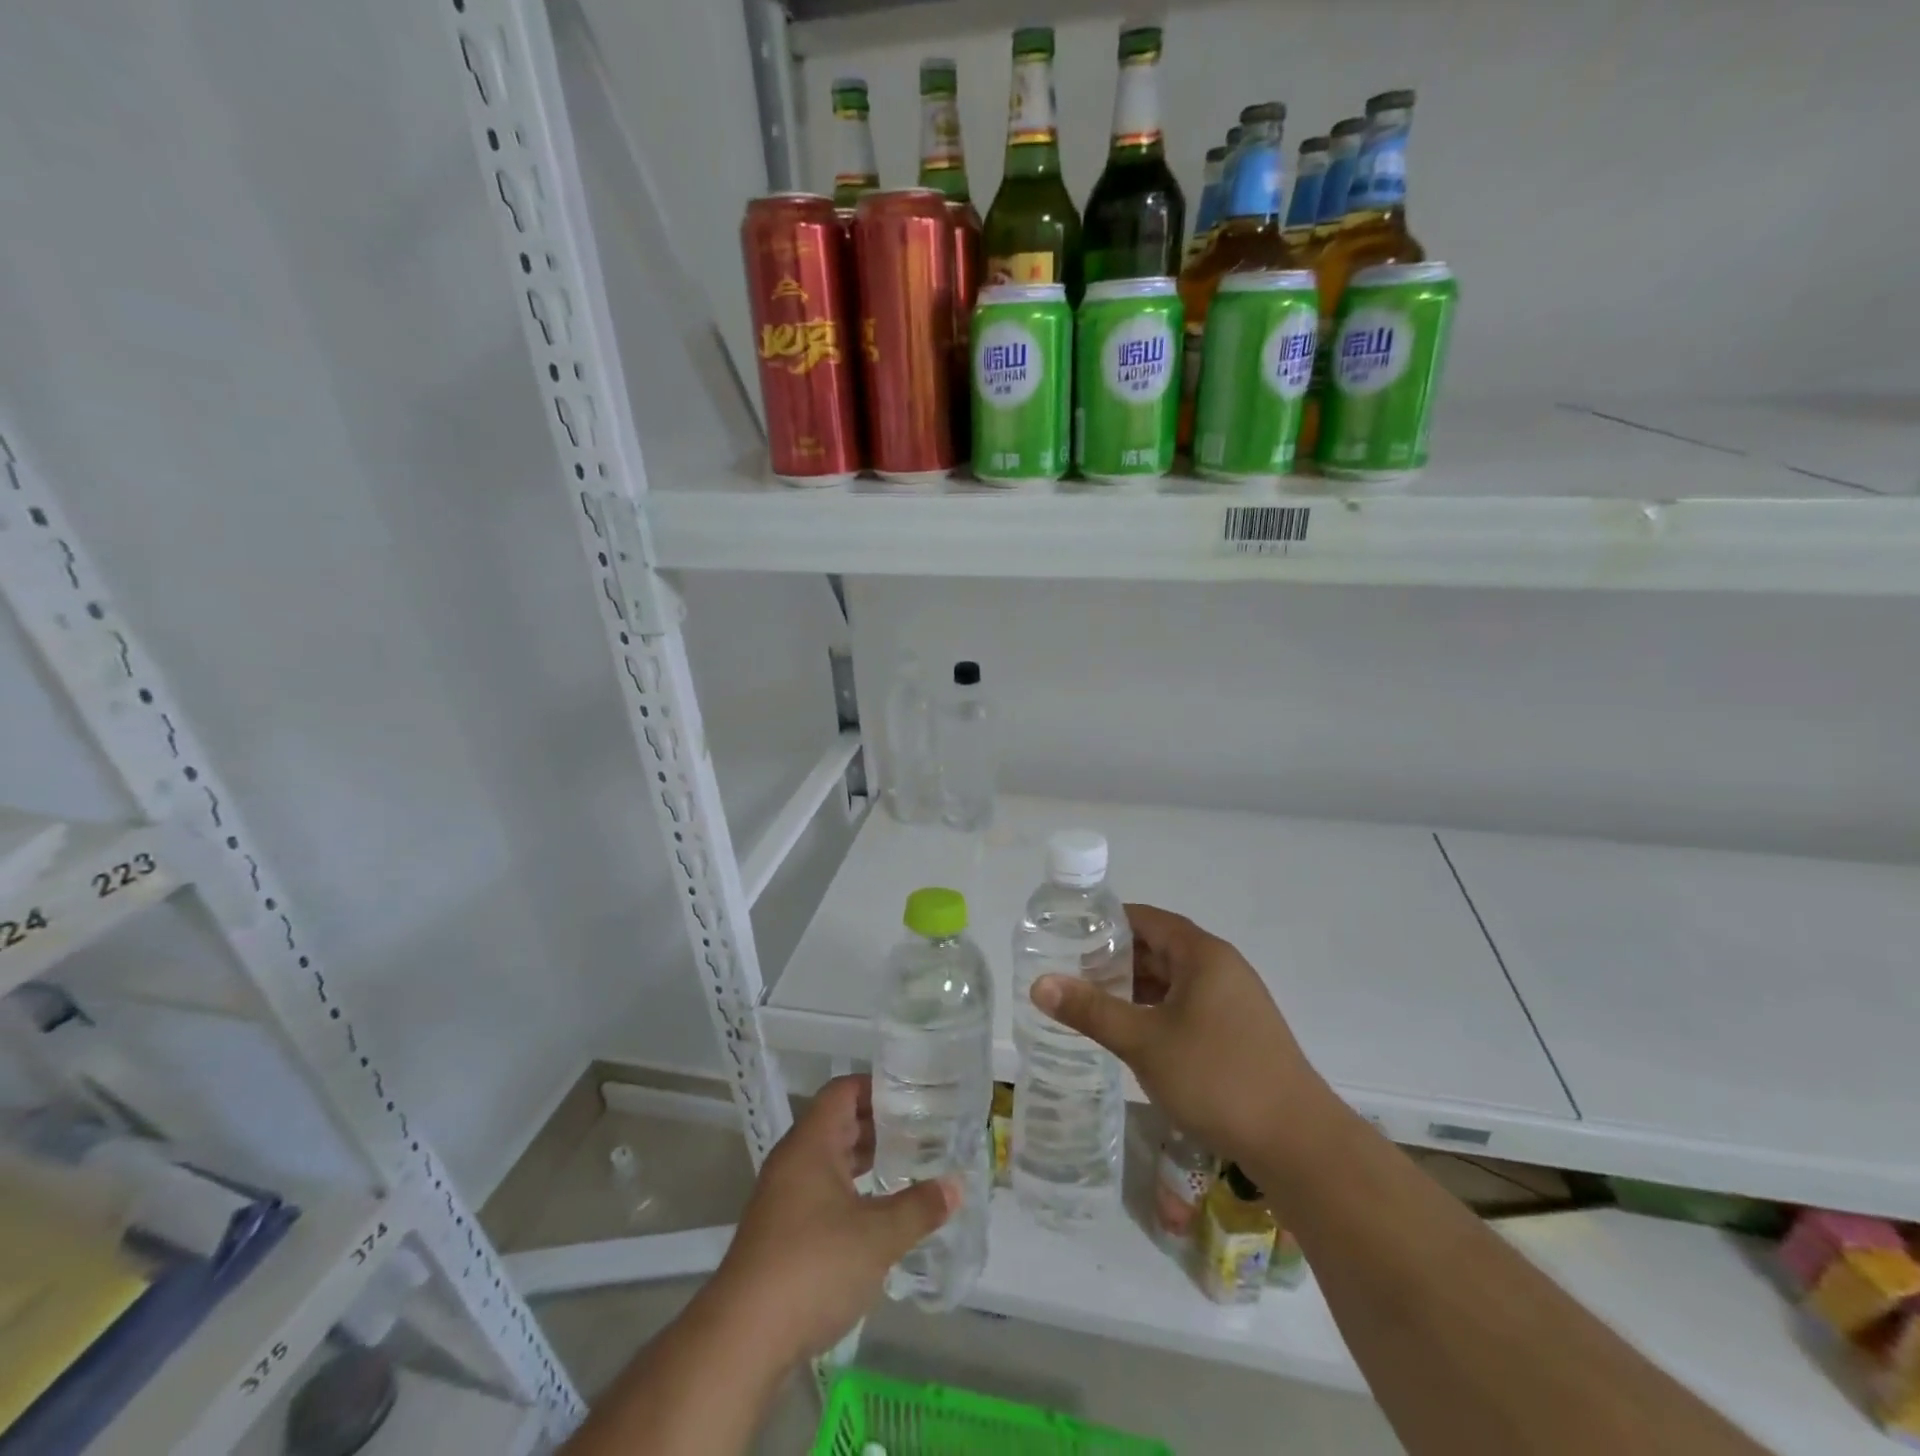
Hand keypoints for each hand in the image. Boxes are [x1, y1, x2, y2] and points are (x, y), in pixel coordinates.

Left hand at [706, 1074, 956, 1367]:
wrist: (743, 1339)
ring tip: (909, 1166)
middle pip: (838, 1123)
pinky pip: (823, 1191)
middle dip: (880, 1125)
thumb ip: (919, 1207)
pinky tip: (879, 1212)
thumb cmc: (813, 1267)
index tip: (914, 1096)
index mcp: (811, 1143)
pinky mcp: (782, 1232)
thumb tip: (957, 1185)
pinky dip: (852, 1191)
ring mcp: (784, 1197)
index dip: (877, 1088)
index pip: (843, 1091)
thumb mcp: (877, 1236)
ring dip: (867, 1160)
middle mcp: (794, 1160)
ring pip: (831, 1160)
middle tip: (923, 1131)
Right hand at [1031, 904, 1331, 1171]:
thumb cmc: (1217, 1078)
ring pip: (1173, 980)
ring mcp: (1233, 1001)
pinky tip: (1132, 1032)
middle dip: (1115, 958)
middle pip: (1159, 947)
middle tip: (1070, 972)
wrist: (1298, 1143)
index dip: (1106, 922)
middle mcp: (1221, 967)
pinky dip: (1156, 1010)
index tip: (1068, 934)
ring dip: (1135, 987)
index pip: (1146, 919)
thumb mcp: (1144, 1042)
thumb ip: (1091, 1010)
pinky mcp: (1238, 1032)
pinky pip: (1187, 1005)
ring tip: (1091, 1001)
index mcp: (1202, 954)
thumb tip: (1039, 983)